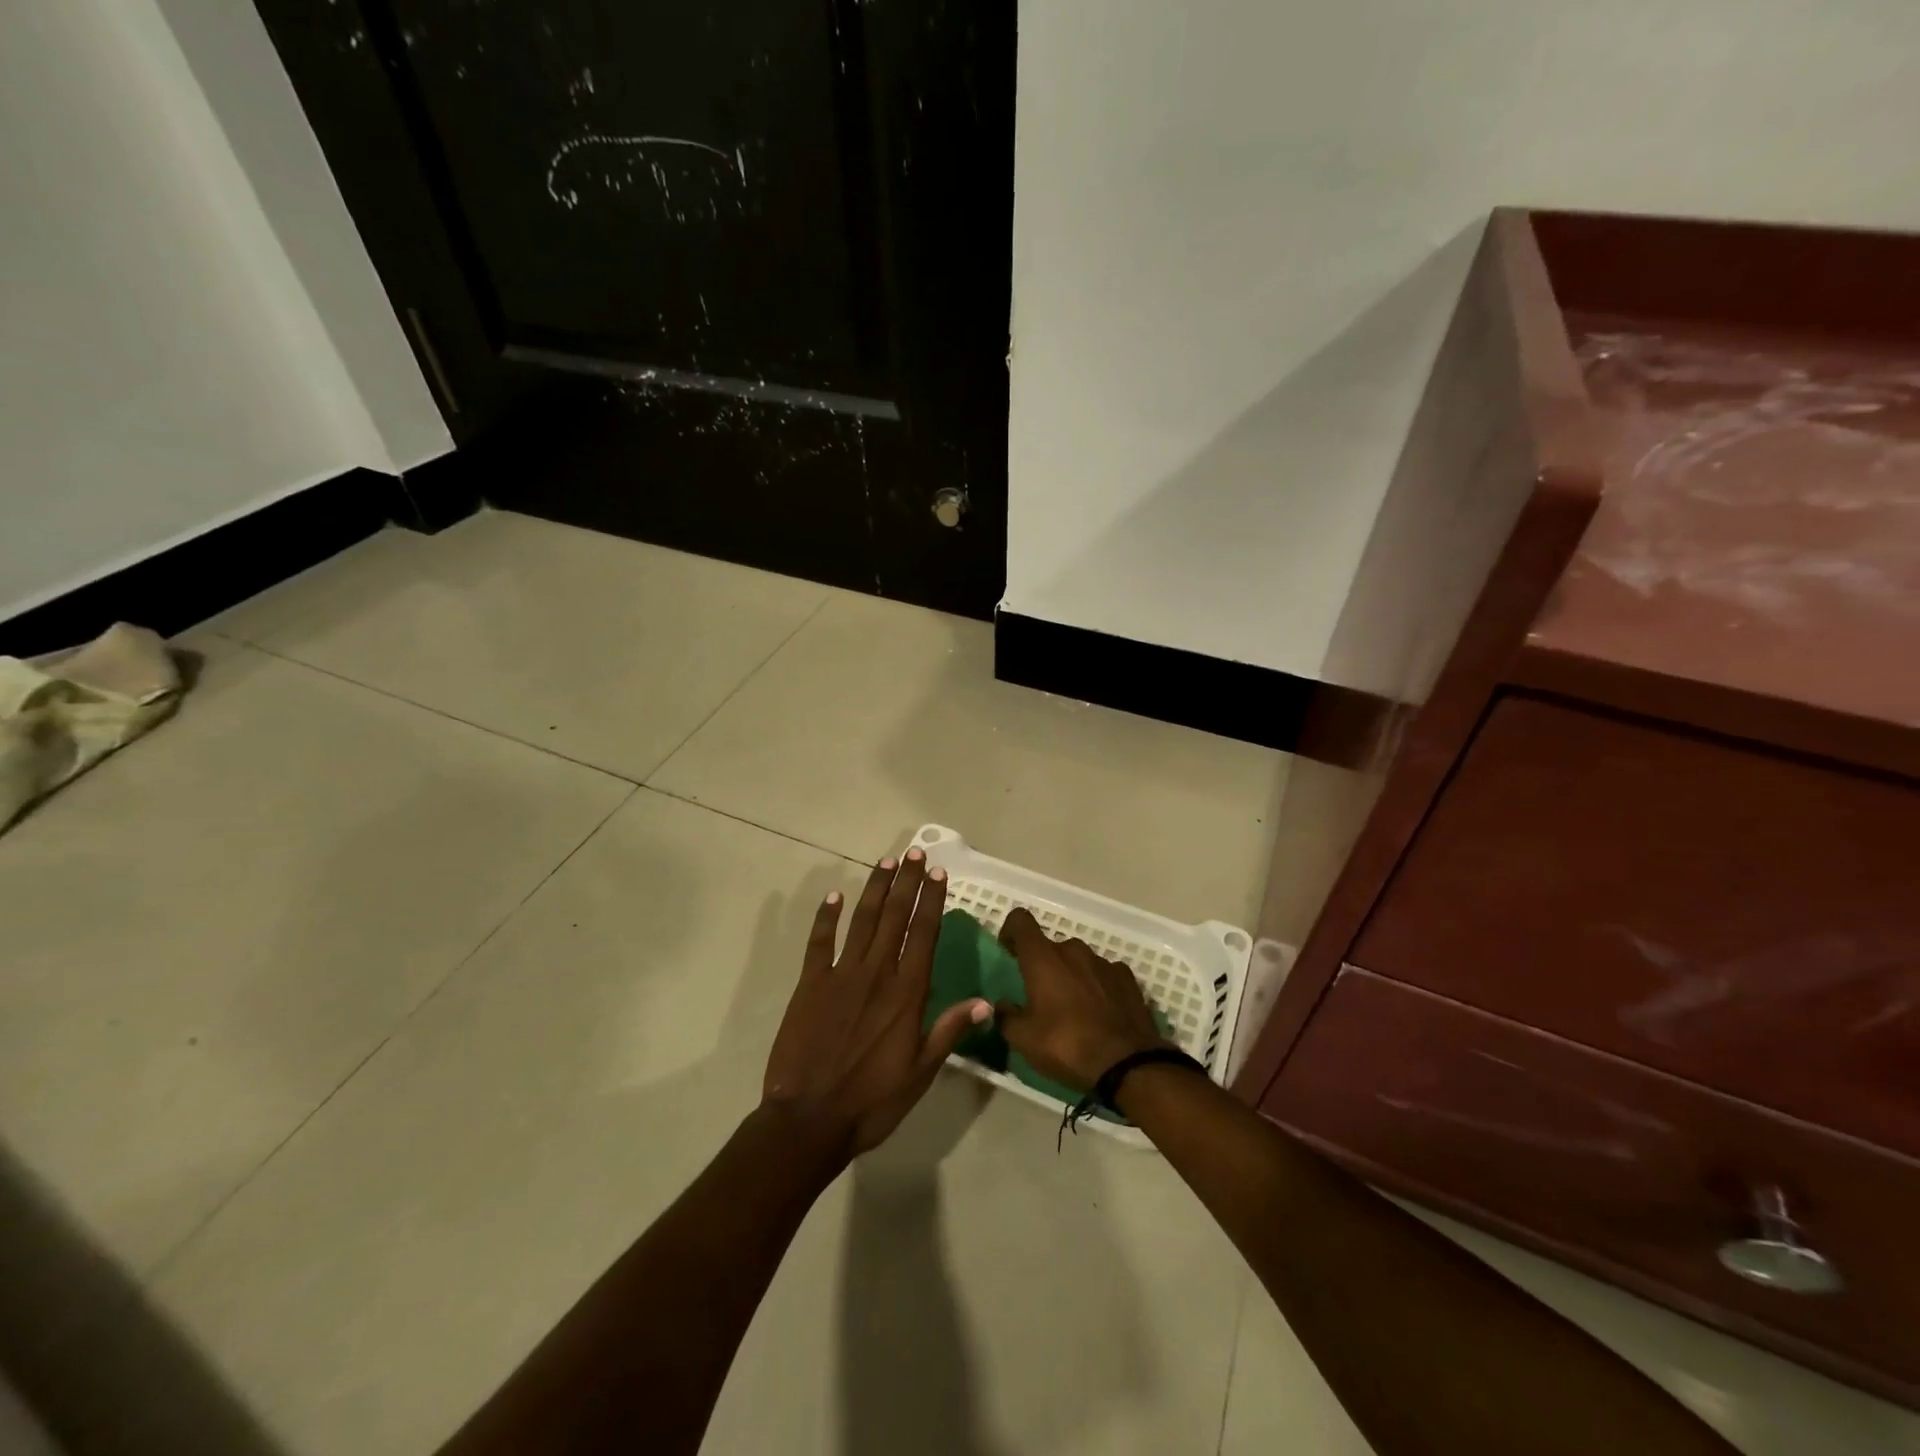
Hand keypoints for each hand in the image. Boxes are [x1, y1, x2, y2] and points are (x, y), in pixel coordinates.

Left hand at [762, 849, 989, 1160]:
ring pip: (862, 921)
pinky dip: (826, 917)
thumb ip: (949, 1031)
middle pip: (895, 917)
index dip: (932, 901)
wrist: (809, 1119)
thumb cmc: (872, 1101)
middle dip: (907, 883)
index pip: (923, 934)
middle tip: (915, 853)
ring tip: (887, 862)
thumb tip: (984, 1002)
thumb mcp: (920, 1073)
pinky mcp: (810, 984)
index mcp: (906, 993)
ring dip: (875, 889)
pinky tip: (834, 896)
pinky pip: (819, 942)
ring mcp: (841, 975)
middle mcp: (877, 974)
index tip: (938, 873)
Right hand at [995, 907, 1170, 1091]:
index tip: (1008, 952)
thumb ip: (1007, 1017)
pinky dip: (1097, 985)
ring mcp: (1103, 962)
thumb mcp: (1024, 1040)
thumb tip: (1002, 1006)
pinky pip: (1104, 973)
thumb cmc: (1066, 1045)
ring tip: (1073, 1008)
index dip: (1010, 930)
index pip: (1020, 921)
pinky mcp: (1127, 978)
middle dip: (1043, 965)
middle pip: (1051, 947)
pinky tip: (1100, 1011)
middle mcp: (1073, 950)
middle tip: (1041, 997)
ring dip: (1071, 975)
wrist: (1126, 1064)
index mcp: (1043, 958)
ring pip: (1079, 960)